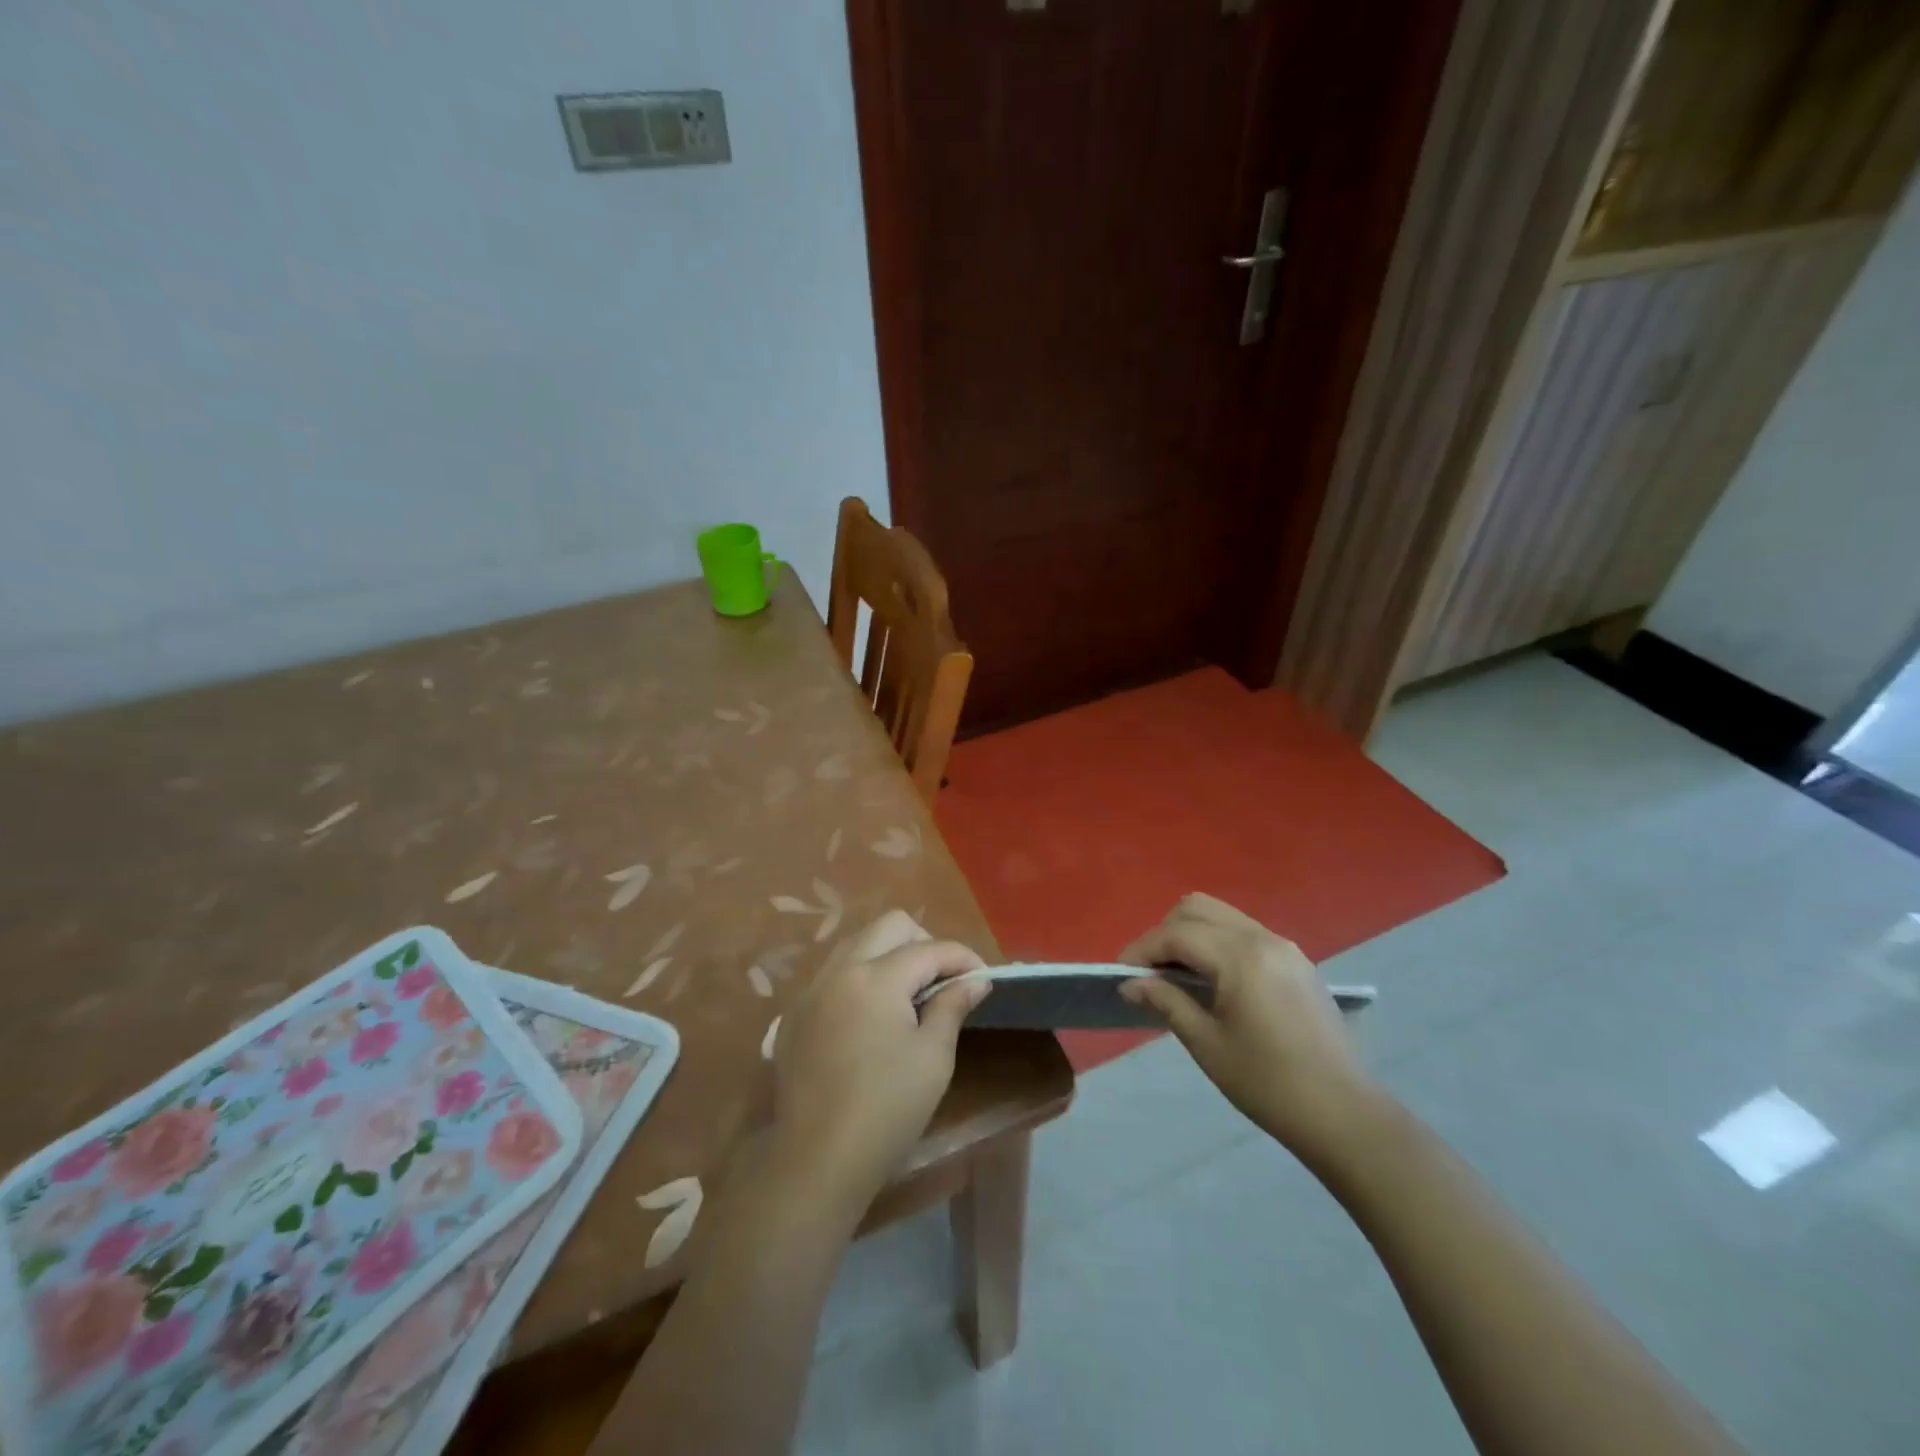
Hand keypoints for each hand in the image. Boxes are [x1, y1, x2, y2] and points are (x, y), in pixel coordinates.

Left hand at [771, 911, 988, 1207]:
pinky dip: (861, 978)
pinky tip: (873, 1017)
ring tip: (910, 994)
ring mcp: (811, 990)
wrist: (816, 1159)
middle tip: (943, 980)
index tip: (983, 978)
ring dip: (889, 955)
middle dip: (924, 943)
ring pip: (857, 944)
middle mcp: (839, 970)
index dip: (963, 958)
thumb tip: (974, 980)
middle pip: (889, 926)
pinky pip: (834, 974)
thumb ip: (952, 1007)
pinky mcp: (796, 1014)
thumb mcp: (933, 1057)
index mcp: (876, 978)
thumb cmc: (886, 1108)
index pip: (929, 948)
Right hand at [1119, 893, 1381, 1169]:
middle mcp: (1263, 938)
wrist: (1344, 1114)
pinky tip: (1211, 981)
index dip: (1142, 949)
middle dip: (1165, 933)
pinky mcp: (1297, 962)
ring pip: (1222, 916)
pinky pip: (1244, 933)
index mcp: (1240, 956)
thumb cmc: (1268, 1083)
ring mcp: (1284, 947)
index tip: (1120, 974)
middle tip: (1149, 972)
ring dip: (1191, 935)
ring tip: (1175, 975)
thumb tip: (1131, 983)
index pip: (1176, 934)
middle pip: (1197, 909)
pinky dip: (1217, 943)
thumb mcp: (1207, 1044)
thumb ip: (1167, 1001)